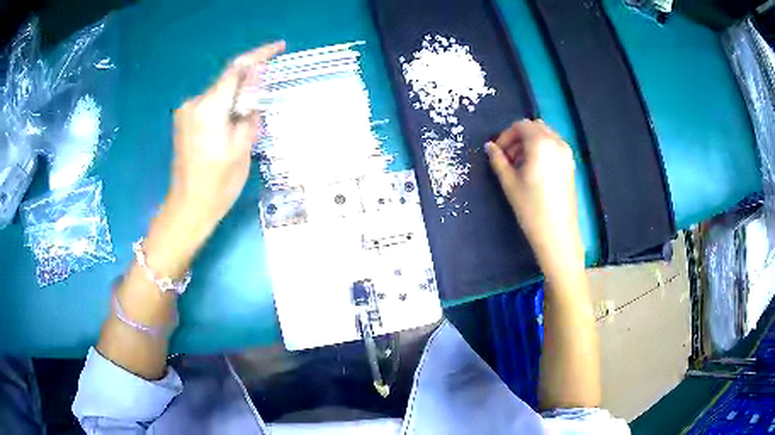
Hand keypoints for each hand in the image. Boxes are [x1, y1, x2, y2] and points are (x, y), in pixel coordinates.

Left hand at [145, 42, 284, 276]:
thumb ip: (249, 110)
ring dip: (238, 95)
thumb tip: (255, 83)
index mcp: (208, 110)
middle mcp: (193, 104)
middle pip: (227, 80)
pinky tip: (235, 121)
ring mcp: (186, 112)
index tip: (279, 47)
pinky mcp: (185, 121)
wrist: (188, 208)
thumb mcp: (242, 148)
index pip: (236, 70)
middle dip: (250, 80)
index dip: (259, 55)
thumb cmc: (218, 185)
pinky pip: (211, 104)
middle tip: (269, 91)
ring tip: (252, 116)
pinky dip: (226, 105)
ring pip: (220, 92)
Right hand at [486, 119, 582, 269]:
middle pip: (535, 127)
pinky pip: (554, 146)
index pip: (521, 126)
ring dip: (530, 143)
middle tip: (508, 159)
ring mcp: (567, 154)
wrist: (557, 234)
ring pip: (545, 136)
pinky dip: (542, 150)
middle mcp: (557, 142)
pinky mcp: (571, 165)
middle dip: (518, 138)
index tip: (498, 153)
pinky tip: (534, 171)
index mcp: (541, 143)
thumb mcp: (509, 183)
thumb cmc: (531, 208)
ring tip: (520, 166)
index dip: (506, 136)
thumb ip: (498, 160)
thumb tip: (490, 147)